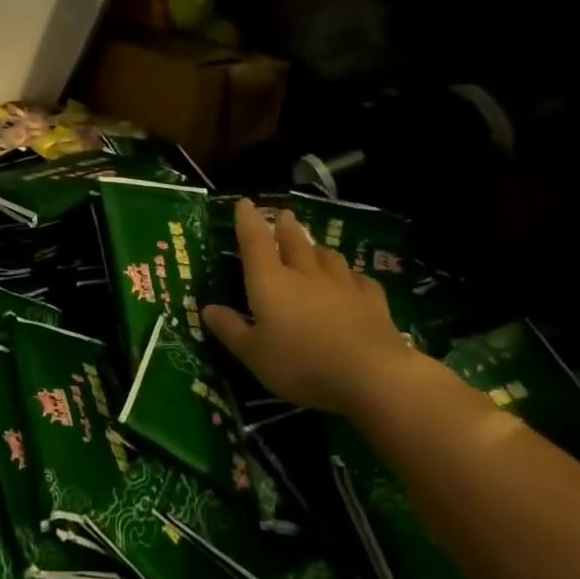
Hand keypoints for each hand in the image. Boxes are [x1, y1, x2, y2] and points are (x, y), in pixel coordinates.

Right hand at [203, 198, 422, 415]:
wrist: (372, 375)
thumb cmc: (301, 364)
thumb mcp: (253, 354)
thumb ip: (230, 329)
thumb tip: (207, 308)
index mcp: (270, 282)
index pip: (254, 242)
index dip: (247, 221)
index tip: (244, 203)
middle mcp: (304, 274)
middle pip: (294, 242)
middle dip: (286, 227)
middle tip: (284, 215)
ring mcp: (342, 285)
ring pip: (327, 256)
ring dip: (317, 248)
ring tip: (314, 246)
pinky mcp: (372, 300)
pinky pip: (359, 279)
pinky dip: (351, 275)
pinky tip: (352, 280)